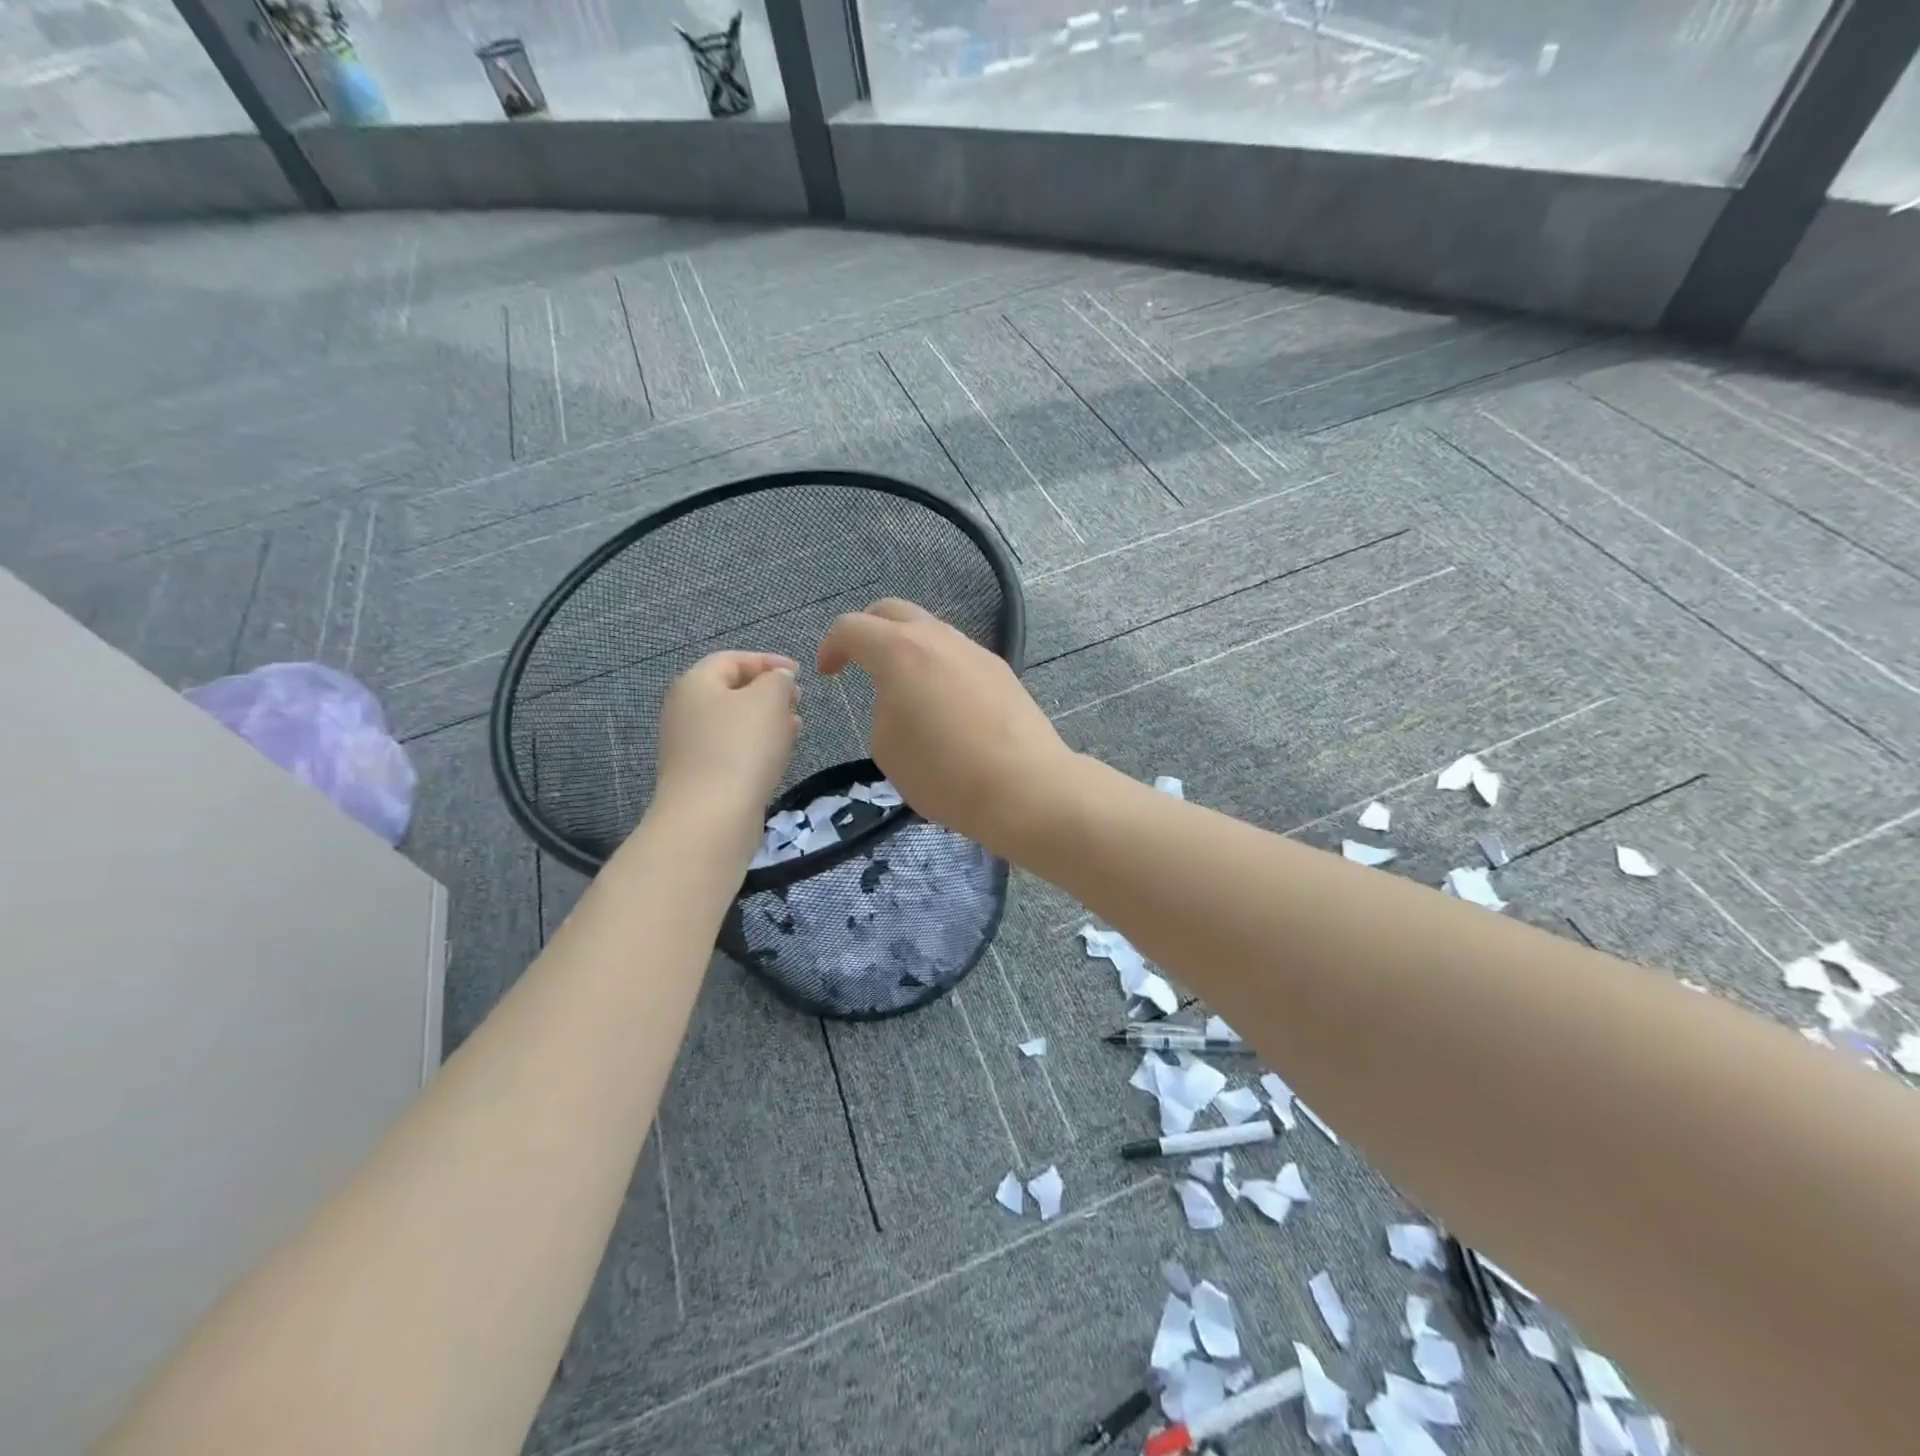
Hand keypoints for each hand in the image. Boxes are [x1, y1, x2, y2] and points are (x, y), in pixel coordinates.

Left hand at [654, 651, 800, 830]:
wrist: (711, 815)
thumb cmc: (741, 746)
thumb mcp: (769, 699)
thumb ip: (777, 679)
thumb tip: (777, 678)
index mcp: (695, 682)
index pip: (732, 659)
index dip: (768, 661)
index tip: (799, 673)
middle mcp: (684, 710)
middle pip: (730, 691)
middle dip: (768, 692)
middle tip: (798, 701)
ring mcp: (688, 746)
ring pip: (733, 722)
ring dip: (766, 721)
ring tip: (795, 728)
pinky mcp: (699, 776)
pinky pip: (731, 750)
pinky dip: (756, 746)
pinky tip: (777, 756)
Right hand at [816, 599, 1071, 850]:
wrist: (1024, 787)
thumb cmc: (944, 774)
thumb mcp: (886, 748)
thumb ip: (882, 708)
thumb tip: (900, 699)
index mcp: (900, 651)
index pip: (852, 627)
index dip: (831, 647)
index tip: (829, 673)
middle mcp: (938, 638)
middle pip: (893, 611)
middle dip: (868, 630)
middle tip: (859, 662)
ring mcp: (974, 650)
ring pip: (931, 631)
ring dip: (907, 648)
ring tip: (905, 690)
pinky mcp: (1001, 670)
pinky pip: (958, 655)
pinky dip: (938, 667)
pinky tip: (944, 705)